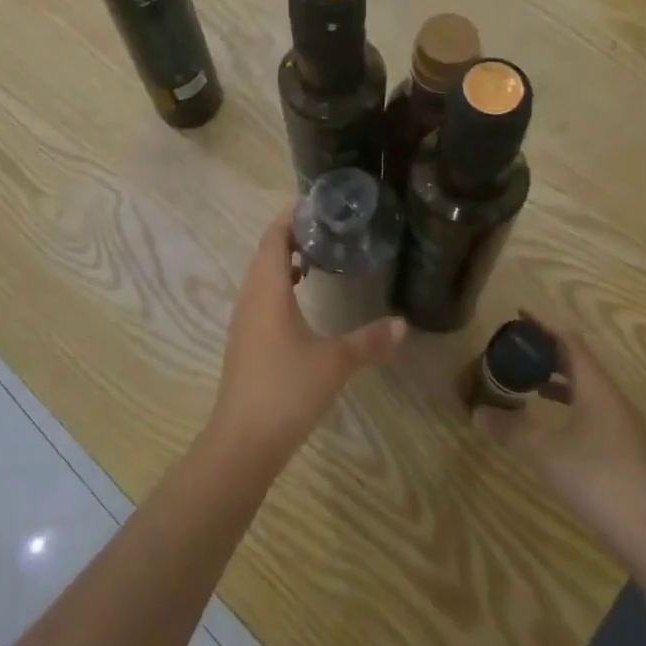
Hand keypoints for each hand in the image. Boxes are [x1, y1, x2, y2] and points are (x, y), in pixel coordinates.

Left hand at [205, 206, 405, 465]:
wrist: (243, 441)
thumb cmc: (286, 390)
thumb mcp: (334, 363)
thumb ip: (369, 341)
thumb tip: (402, 325)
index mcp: (266, 291)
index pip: (272, 238)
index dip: (289, 217)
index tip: (314, 203)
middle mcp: (250, 299)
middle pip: (265, 254)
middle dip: (291, 237)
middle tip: (326, 229)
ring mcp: (243, 323)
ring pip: (261, 279)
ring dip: (283, 264)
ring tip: (317, 259)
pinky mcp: (245, 343)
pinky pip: (261, 300)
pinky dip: (280, 289)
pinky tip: (302, 304)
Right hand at [473, 316, 645, 557]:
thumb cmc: (598, 481)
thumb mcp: (544, 452)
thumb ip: (510, 429)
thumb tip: (477, 412)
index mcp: (597, 388)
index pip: (569, 342)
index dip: (543, 326)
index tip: (517, 317)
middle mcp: (613, 400)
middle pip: (579, 363)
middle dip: (548, 353)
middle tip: (515, 351)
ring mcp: (623, 428)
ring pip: (587, 390)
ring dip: (558, 382)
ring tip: (527, 384)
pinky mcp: (625, 452)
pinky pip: (592, 413)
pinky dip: (568, 407)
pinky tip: (551, 427)